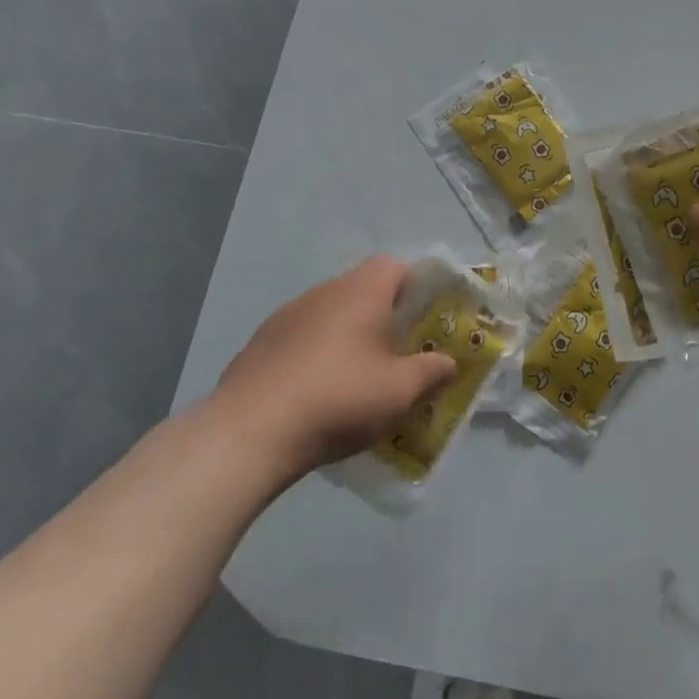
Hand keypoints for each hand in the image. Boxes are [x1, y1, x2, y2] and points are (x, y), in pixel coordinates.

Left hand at [206, 256, 456, 482]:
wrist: (250, 432)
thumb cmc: (338, 398)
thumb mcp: (400, 391)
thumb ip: (431, 372)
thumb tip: (449, 362)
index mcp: (362, 291)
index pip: (396, 266)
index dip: (416, 286)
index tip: (427, 318)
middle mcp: (324, 291)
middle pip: (364, 289)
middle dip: (385, 316)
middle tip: (401, 351)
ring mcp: (287, 315)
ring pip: (331, 314)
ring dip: (349, 336)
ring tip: (361, 377)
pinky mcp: (261, 343)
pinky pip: (303, 338)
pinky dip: (317, 355)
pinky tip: (319, 393)